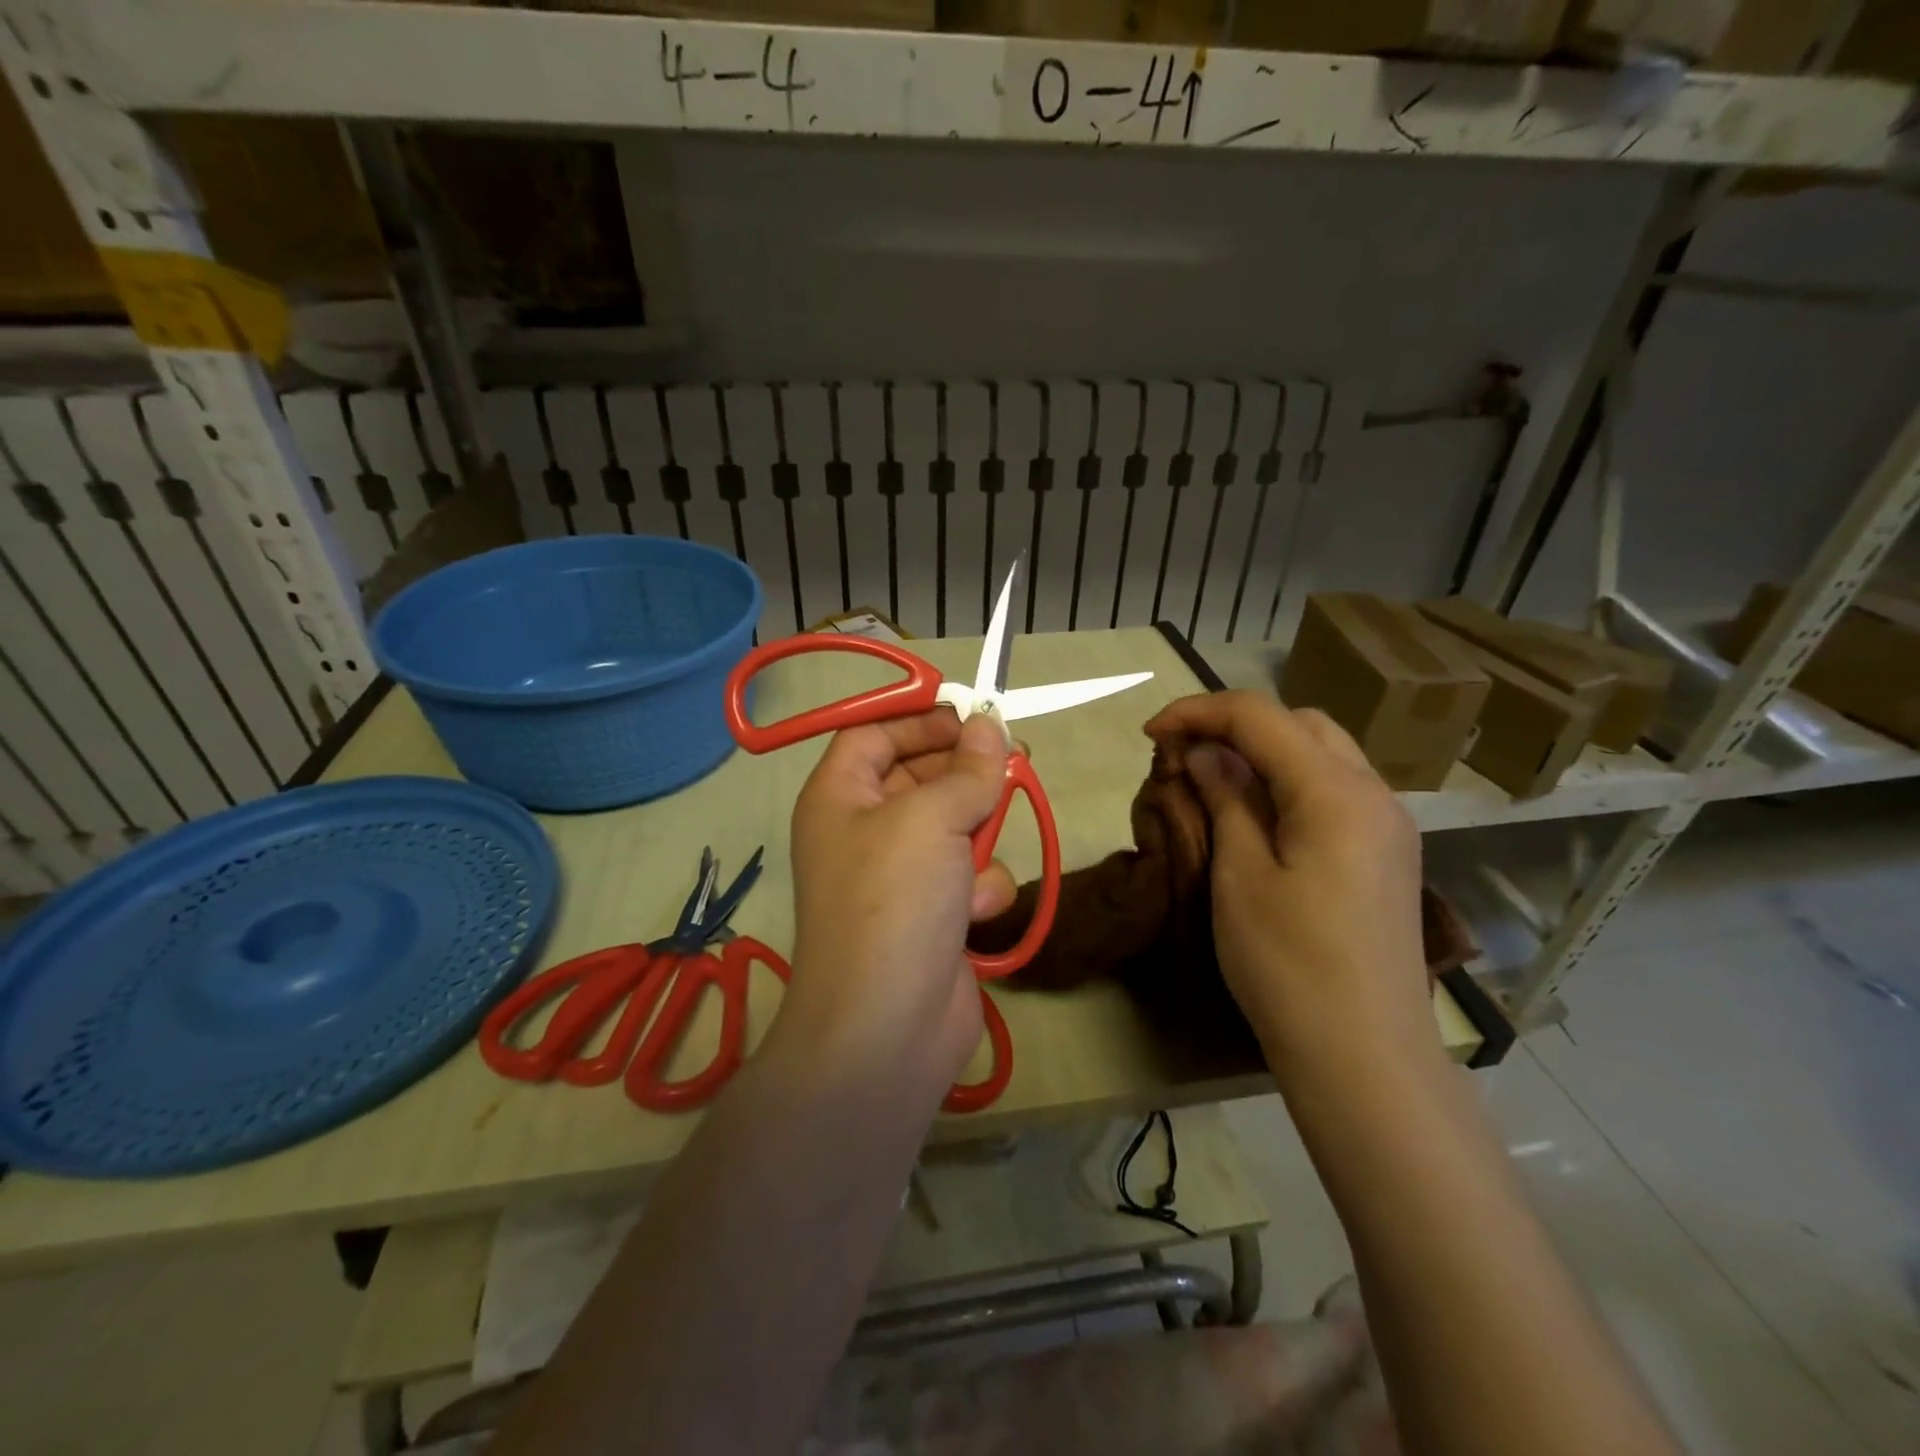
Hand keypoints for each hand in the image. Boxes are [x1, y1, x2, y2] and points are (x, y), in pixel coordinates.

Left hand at [775, 708, 1015, 1096]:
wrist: (887, 1029)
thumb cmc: (894, 901)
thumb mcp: (930, 819)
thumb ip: (967, 770)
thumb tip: (990, 726)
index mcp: (840, 796)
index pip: (875, 734)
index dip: (921, 718)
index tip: (975, 713)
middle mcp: (864, 830)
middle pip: (920, 776)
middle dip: (966, 772)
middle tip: (1014, 759)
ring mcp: (900, 876)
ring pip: (954, 827)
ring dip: (977, 836)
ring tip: (980, 851)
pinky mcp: (934, 915)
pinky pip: (968, 877)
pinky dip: (979, 888)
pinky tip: (976, 911)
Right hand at [1143, 692, 1435, 1082]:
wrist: (1365, 1058)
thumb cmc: (1288, 966)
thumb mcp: (1240, 876)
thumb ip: (1226, 799)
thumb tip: (1207, 752)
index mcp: (1336, 792)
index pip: (1261, 717)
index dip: (1199, 712)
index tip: (1151, 733)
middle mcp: (1374, 793)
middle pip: (1300, 724)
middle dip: (1235, 724)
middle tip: (1183, 753)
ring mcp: (1388, 825)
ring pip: (1323, 752)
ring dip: (1265, 750)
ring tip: (1213, 778)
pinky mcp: (1386, 854)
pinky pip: (1335, 789)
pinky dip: (1290, 780)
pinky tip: (1257, 811)